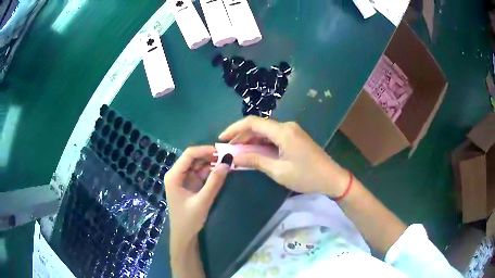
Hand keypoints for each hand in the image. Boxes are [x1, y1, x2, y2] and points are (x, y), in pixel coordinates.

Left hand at [164, 146, 229, 251]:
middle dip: (209, 156)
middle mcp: (177, 174)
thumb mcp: (203, 201)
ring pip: (197, 165)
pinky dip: (210, 171)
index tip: (222, 152)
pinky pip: (200, 173)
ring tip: (226, 162)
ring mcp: (183, 179)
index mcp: (174, 176)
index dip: (205, 150)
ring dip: (211, 163)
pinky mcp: (189, 185)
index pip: (189, 155)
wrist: (184, 236)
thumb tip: (227, 162)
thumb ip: (214, 182)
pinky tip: (220, 171)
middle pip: (193, 158)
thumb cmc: (189, 220)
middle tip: (227, 157)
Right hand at [219, 117, 348, 196]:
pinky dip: (262, 143)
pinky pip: (274, 137)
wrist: (332, 178)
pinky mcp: (295, 137)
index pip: (252, 122)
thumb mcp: (278, 171)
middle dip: (241, 136)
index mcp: (283, 132)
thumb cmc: (306, 176)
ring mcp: (292, 131)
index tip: (222, 139)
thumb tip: (235, 156)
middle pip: (258, 126)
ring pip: (265, 131)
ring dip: (251, 140)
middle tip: (229, 149)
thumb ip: (256, 160)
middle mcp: (286, 126)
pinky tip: (255, 152)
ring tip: (238, 152)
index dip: (234, 129)